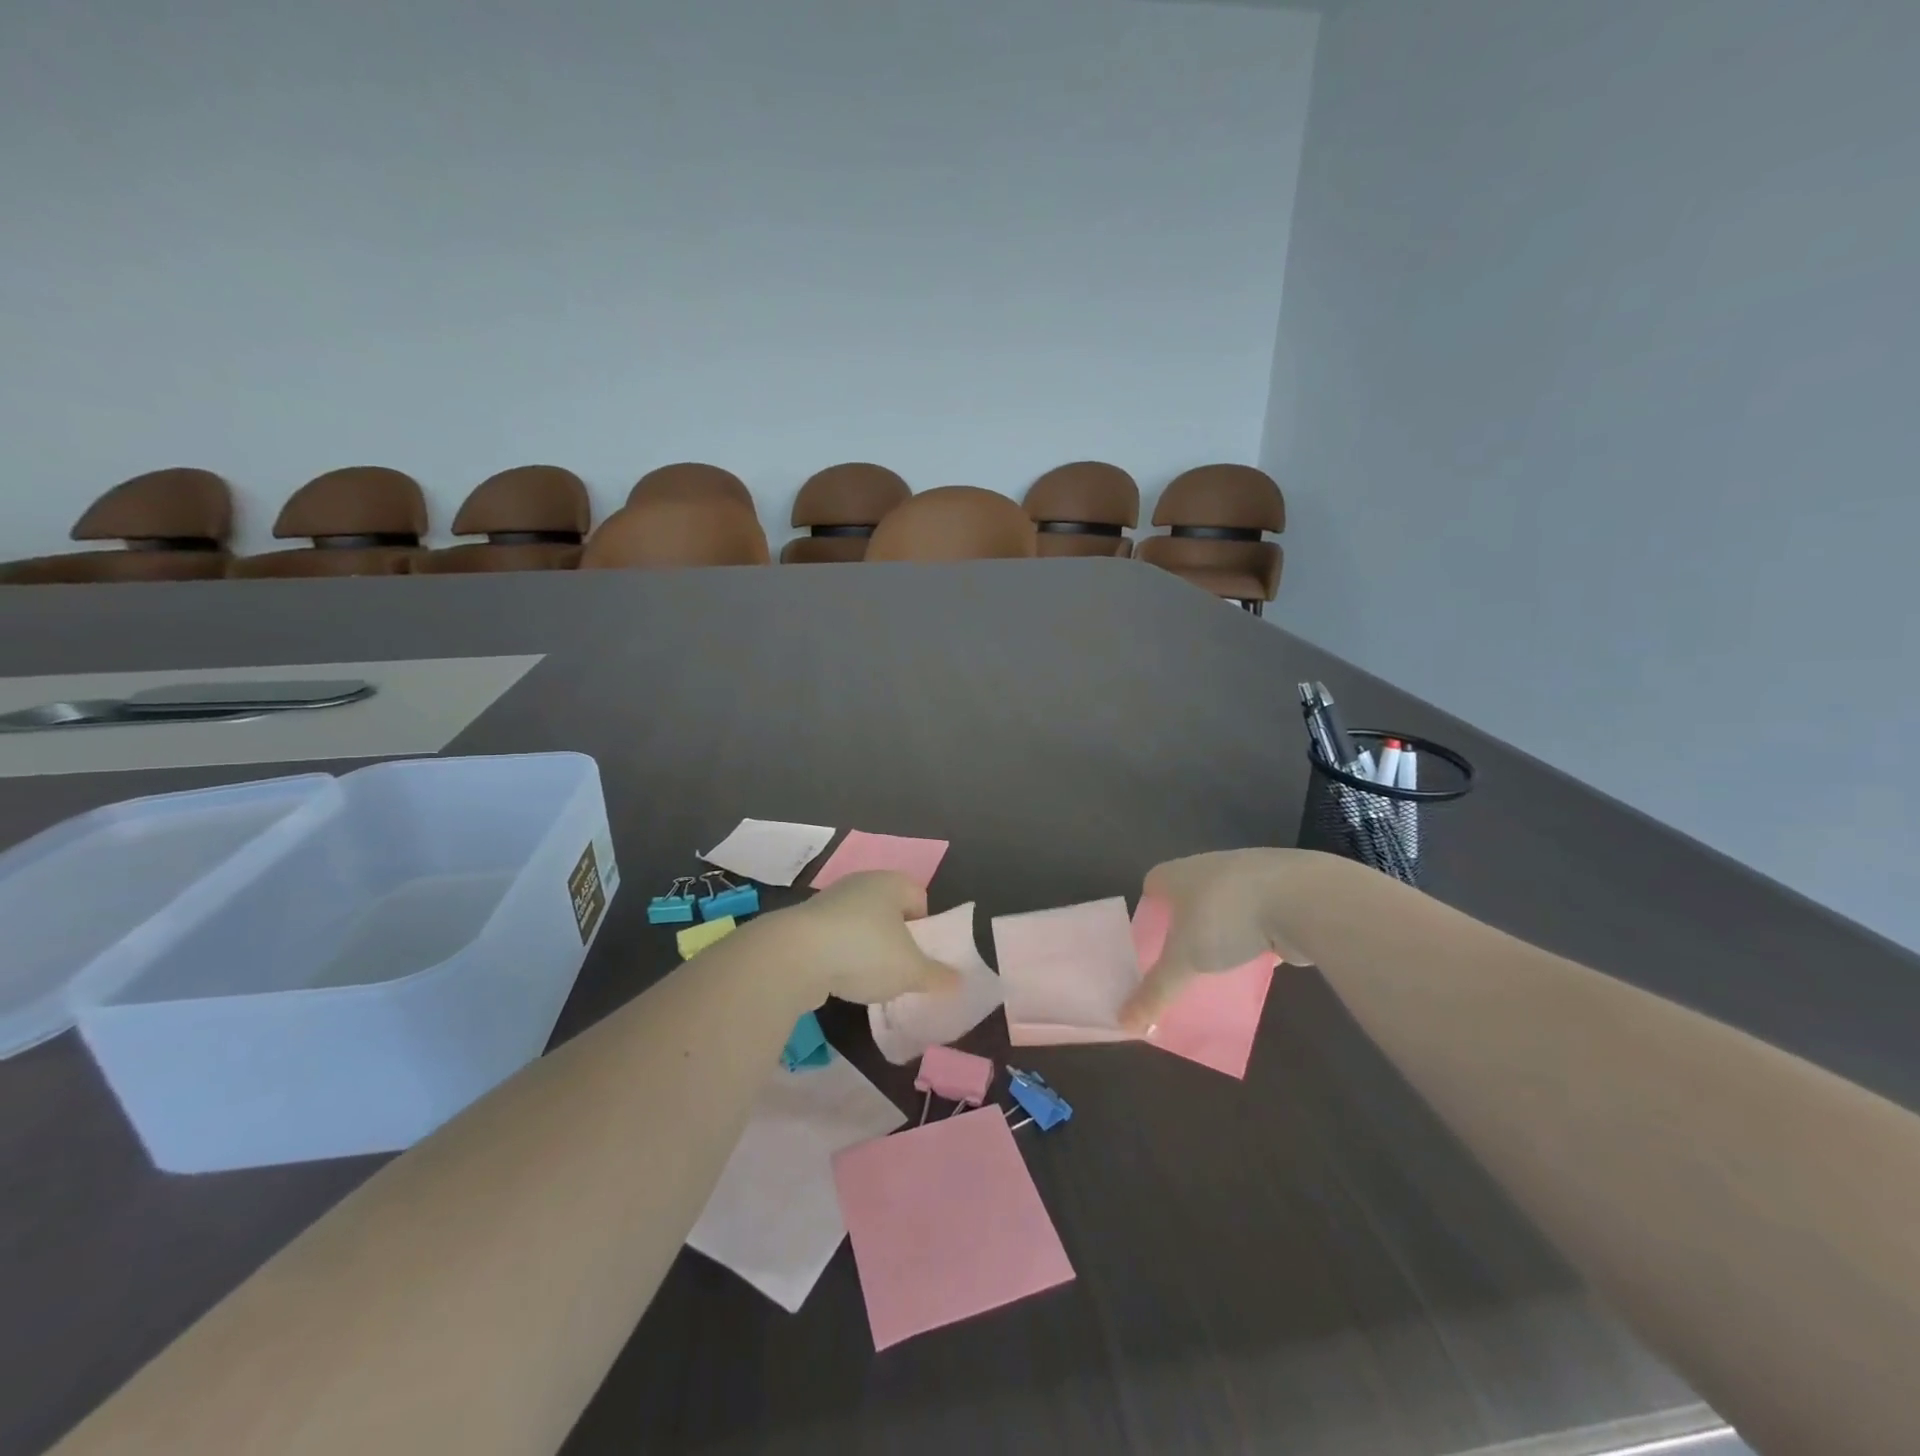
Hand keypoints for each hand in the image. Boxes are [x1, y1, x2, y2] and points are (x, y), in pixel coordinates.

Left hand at [783, 871, 961, 1005]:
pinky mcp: (805, 922)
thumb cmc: (865, 952)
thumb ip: (937, 976)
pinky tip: (839, 978)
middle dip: (895, 938)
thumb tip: (959, 982)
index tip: (920, 954)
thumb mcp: (911, 971)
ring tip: (867, 978)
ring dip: (865, 947)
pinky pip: (834, 937)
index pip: (919, 897)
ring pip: (860, 923)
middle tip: (898, 968)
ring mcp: (830, 900)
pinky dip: (840, 955)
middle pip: (889, 909)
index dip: (924, 926)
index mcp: (892, 883)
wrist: (795, 955)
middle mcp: (861, 883)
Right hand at [1119, 849, 1315, 1031]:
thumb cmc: (1226, 918)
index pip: (1152, 885)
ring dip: (1222, 930)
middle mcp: (1208, 867)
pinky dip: (1254, 936)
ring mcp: (1247, 876)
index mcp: (1178, 873)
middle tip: (1181, 959)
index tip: (1151, 942)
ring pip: (1224, 906)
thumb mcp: (1184, 962)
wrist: (1302, 898)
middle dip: (1184, 924)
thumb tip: (1124, 1024)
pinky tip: (1255, 962)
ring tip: (1218, 964)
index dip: (1149, 911)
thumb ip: (1156, 992)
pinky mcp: (1281, 892)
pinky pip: (1256, 916)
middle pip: (1187, 895)